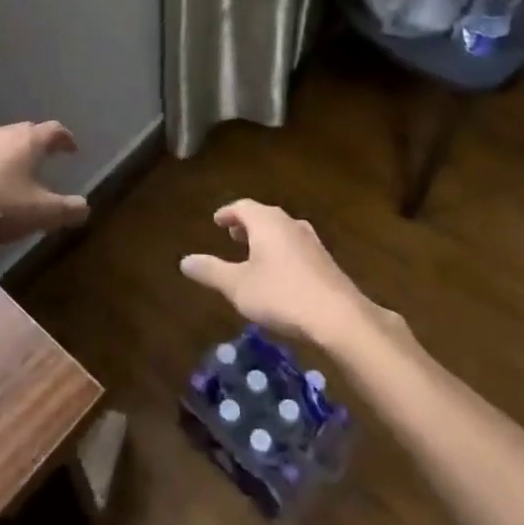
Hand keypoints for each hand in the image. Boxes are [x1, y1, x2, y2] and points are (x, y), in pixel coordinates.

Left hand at [0, 121, 90, 246]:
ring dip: (16, 154)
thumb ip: (67, 210)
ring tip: (22, 173)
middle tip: (50, 158)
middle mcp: (4, 134)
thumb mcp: (40, 214)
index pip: (55, 130)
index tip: (72, 150)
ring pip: (5, 142)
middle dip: (41, 143)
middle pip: (29, 131)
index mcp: (28, 141)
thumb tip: (85, 207)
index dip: (66, 139)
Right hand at [180, 200, 401, 348]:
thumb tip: (184, 260)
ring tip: (252, 254)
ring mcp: (311, 242)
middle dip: (246, 225)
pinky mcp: (325, 262)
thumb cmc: (282, 295)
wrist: (339, 317)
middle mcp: (290, 224)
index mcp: (267, 222)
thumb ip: (211, 271)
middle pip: (264, 216)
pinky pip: (295, 247)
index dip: (227, 213)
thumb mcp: (238, 286)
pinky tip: (279, 274)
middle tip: (232, 235)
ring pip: (282, 231)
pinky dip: (280, 252)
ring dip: (265, 239)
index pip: (242, 207)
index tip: (217, 221)